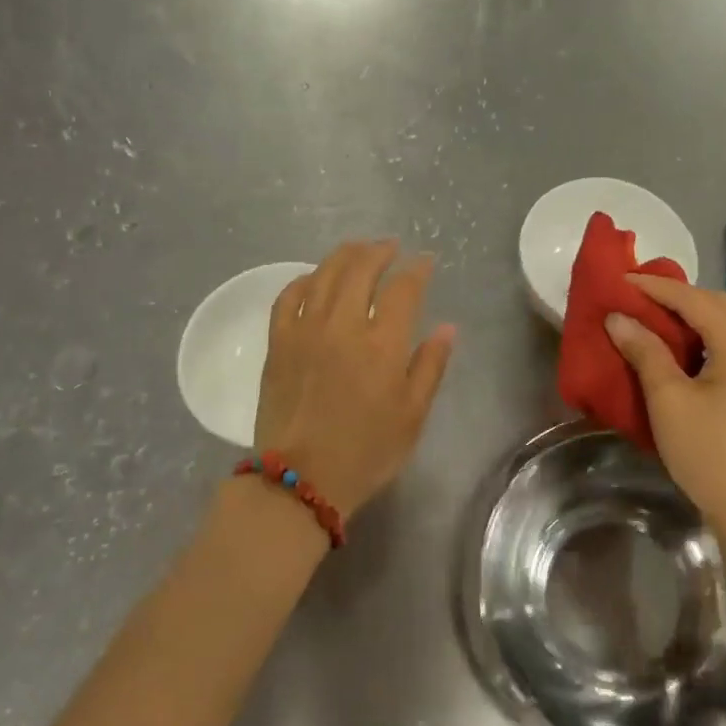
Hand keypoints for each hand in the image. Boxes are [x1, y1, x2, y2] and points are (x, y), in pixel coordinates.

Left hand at [254, 240, 456, 519]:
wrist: (301, 479)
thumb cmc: (367, 452)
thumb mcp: (413, 415)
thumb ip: (431, 366)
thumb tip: (447, 327)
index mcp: (383, 343)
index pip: (404, 288)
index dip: (417, 269)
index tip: (426, 261)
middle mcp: (344, 325)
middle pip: (361, 268)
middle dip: (380, 251)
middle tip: (391, 247)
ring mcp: (305, 330)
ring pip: (324, 274)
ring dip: (345, 255)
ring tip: (358, 249)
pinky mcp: (278, 342)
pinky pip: (288, 296)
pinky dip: (304, 279)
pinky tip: (314, 279)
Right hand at [605, 275, 725, 542]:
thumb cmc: (710, 454)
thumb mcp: (669, 401)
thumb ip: (645, 352)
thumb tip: (618, 318)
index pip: (694, 300)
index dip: (655, 288)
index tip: (621, 280)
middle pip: (718, 305)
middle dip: (678, 296)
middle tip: (638, 298)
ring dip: (695, 316)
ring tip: (657, 319)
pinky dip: (710, 337)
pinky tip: (689, 351)